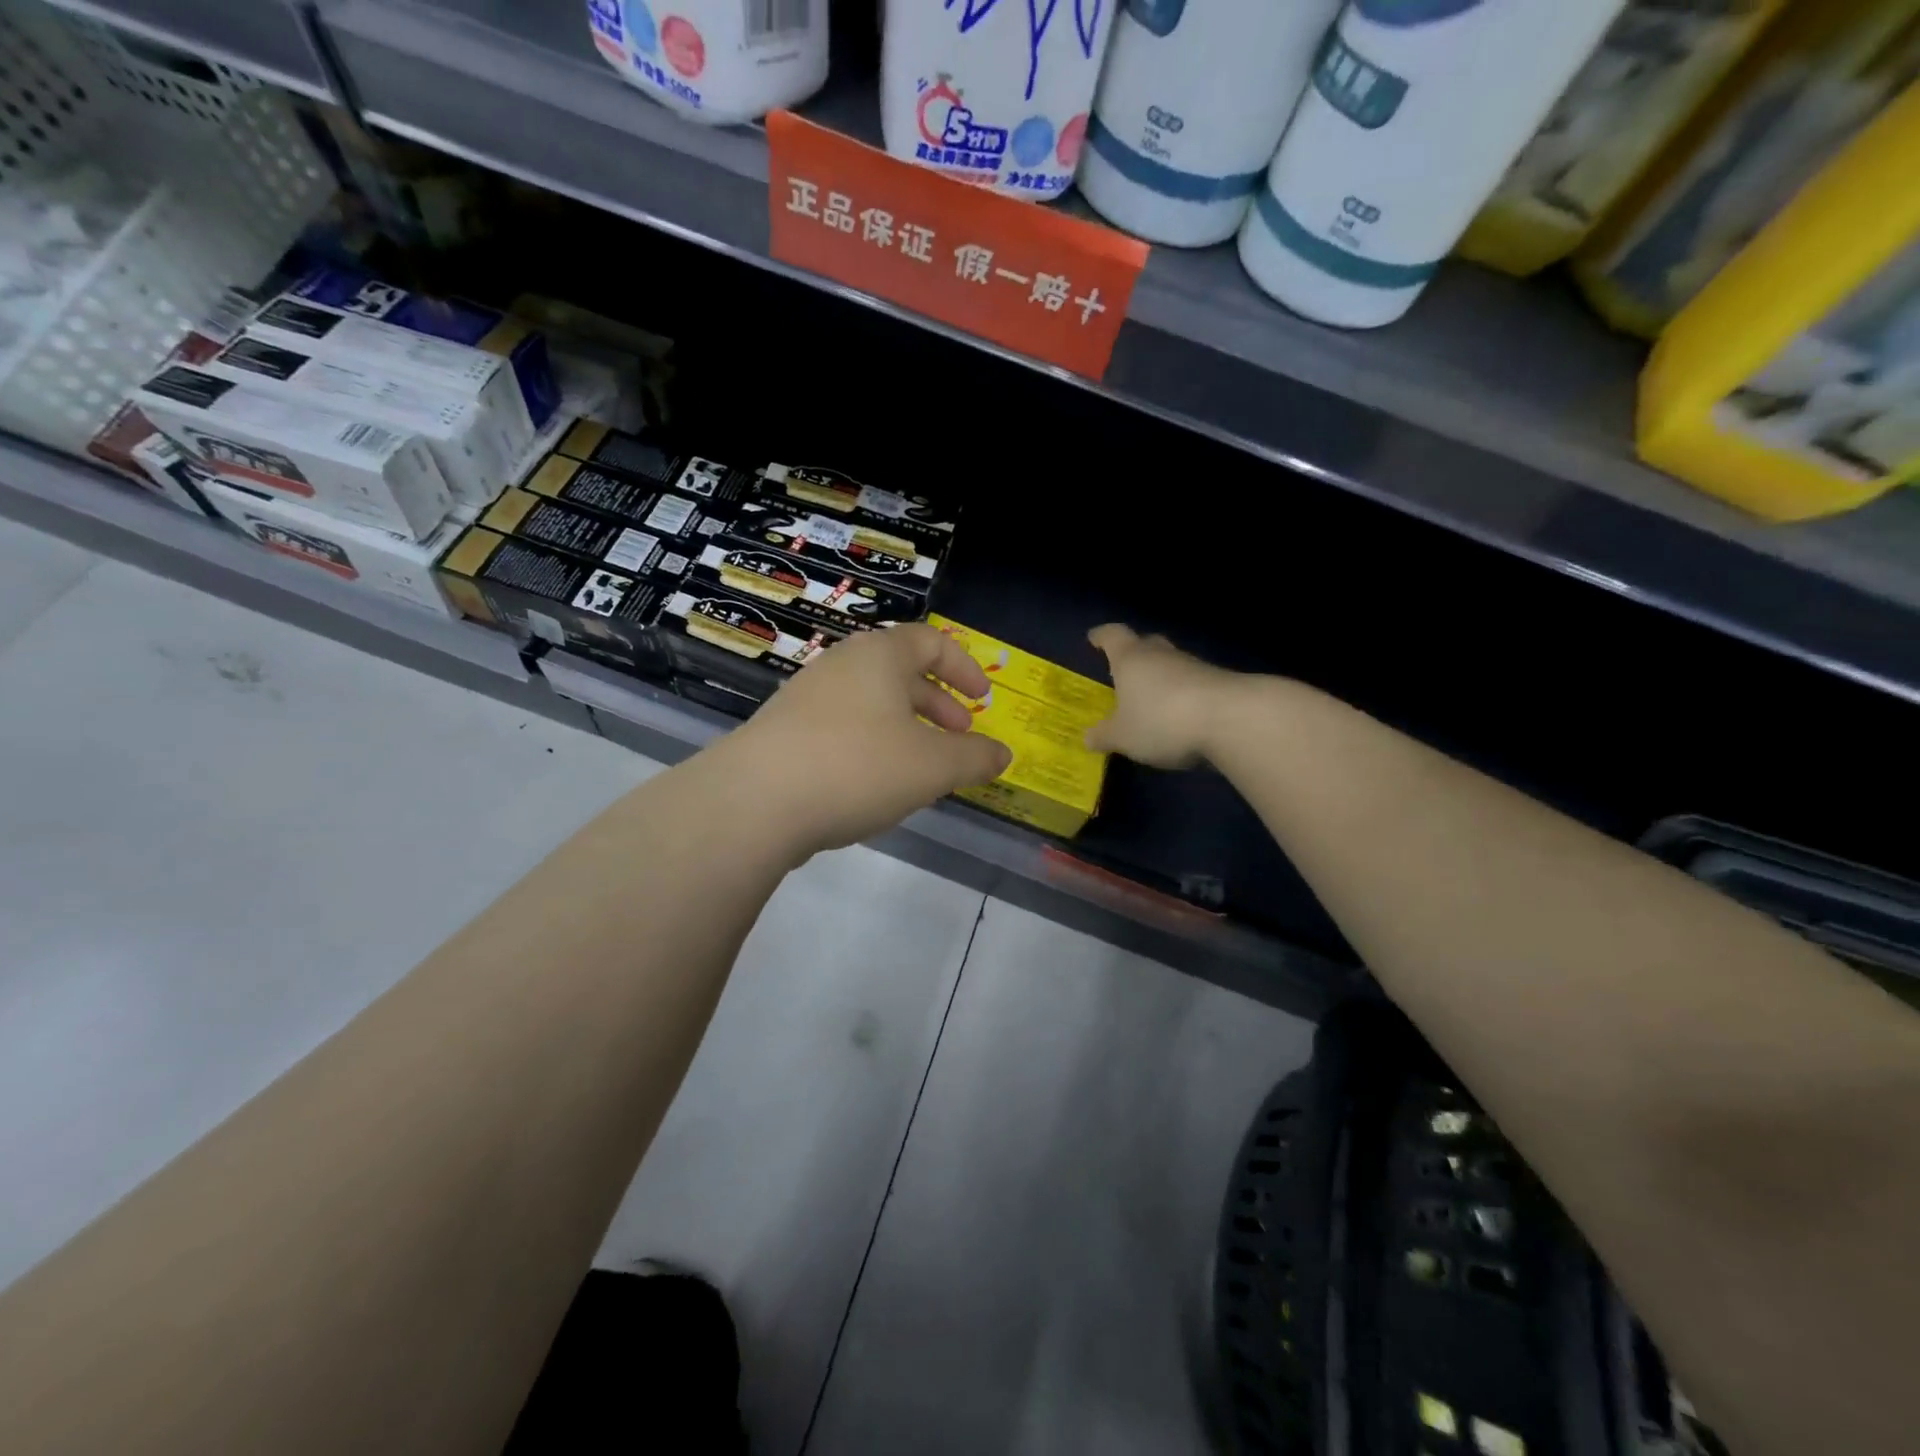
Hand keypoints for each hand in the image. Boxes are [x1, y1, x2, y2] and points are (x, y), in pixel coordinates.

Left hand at [718, 623, 1013, 855]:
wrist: (754, 801)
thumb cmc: (857, 767)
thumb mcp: (932, 766)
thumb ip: (974, 758)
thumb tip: (1004, 754)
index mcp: (880, 656)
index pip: (932, 642)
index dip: (965, 668)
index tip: (984, 700)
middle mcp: (841, 665)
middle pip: (901, 672)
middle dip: (938, 704)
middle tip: (960, 736)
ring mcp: (807, 696)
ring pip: (871, 702)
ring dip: (905, 727)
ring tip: (922, 765)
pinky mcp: (784, 731)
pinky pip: (843, 726)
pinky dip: (872, 744)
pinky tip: (874, 783)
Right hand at [1083, 624, 1238, 769]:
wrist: (1232, 720)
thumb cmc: (1162, 721)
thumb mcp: (1123, 737)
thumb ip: (1104, 735)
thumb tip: (1088, 737)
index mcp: (1131, 658)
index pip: (1113, 636)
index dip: (1102, 637)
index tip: (1094, 638)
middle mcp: (1162, 654)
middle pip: (1146, 644)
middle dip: (1134, 654)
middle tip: (1124, 669)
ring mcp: (1195, 666)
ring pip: (1172, 664)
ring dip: (1162, 677)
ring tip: (1151, 699)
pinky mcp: (1221, 683)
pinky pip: (1193, 684)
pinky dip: (1183, 695)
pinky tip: (1179, 716)